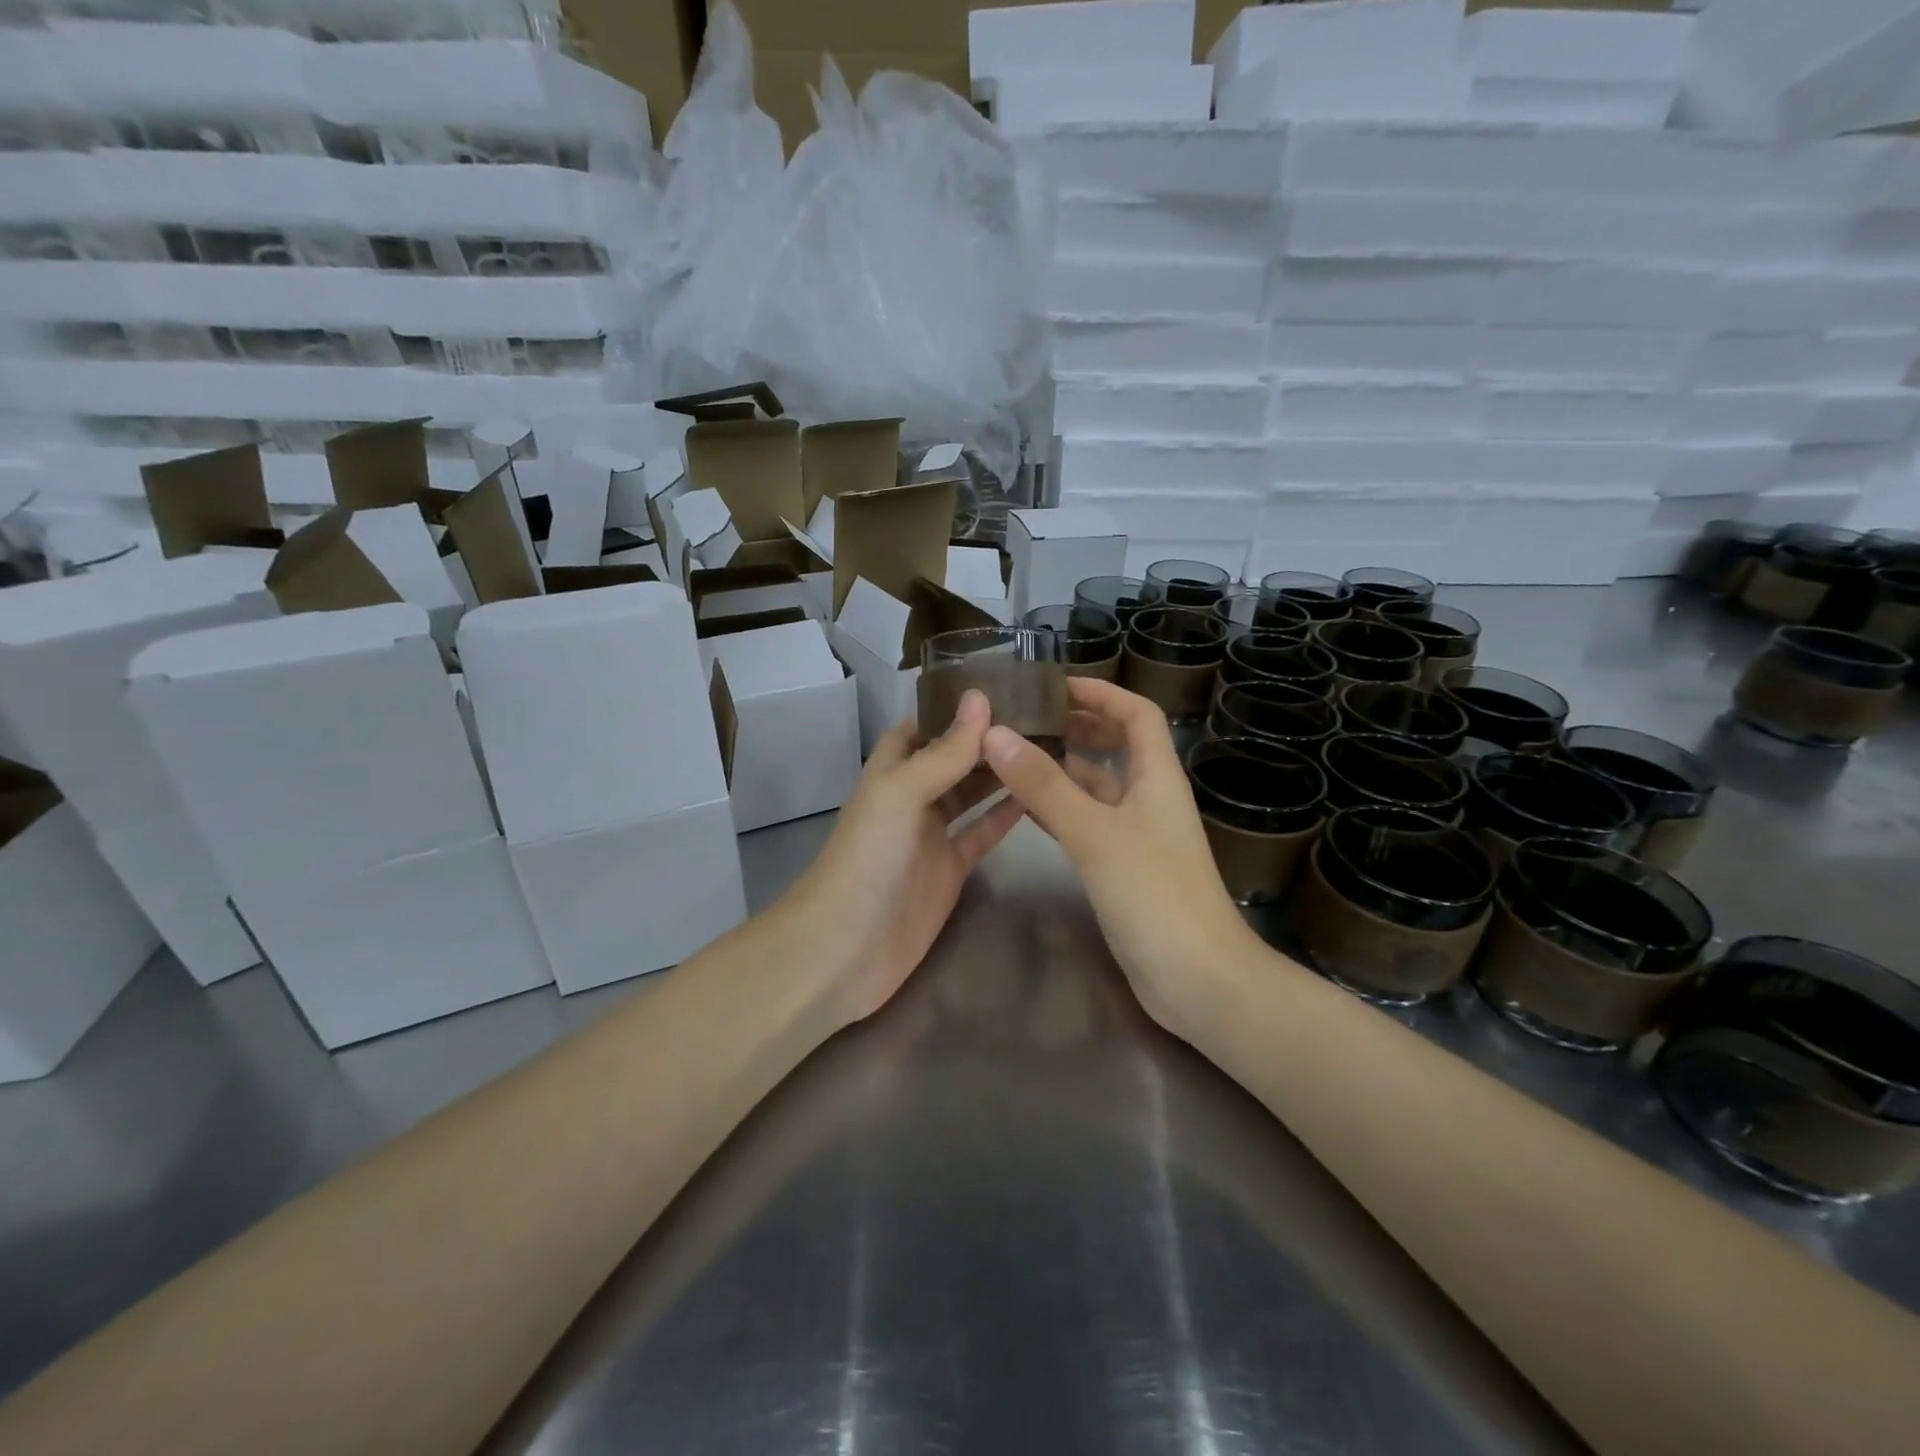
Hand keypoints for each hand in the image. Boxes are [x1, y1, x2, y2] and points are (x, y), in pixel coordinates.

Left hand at [783, 689, 1024, 1024]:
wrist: (847, 947)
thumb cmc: (868, 858)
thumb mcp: (902, 793)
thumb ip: (944, 751)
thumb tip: (980, 698)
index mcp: (892, 770)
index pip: (924, 725)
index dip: (955, 707)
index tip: (1005, 686)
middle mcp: (912, 796)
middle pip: (953, 757)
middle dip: (989, 738)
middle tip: (1043, 716)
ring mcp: (932, 834)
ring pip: (972, 793)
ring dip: (1002, 772)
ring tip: (1050, 746)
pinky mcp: (952, 869)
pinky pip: (983, 834)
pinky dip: (1007, 816)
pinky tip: (1040, 795)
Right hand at [983, 678, 1257, 1031]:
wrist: (1198, 981)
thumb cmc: (1155, 896)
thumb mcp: (1096, 833)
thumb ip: (1046, 785)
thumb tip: (997, 734)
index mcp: (1156, 778)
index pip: (1137, 714)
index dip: (1101, 693)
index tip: (1054, 684)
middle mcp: (1149, 799)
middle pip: (1116, 747)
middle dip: (1076, 727)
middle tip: (1023, 719)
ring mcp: (1137, 837)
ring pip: (1097, 788)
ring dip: (1062, 769)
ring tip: (1012, 756)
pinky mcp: (1123, 870)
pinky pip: (1087, 824)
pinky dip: (1059, 809)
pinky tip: (1024, 808)